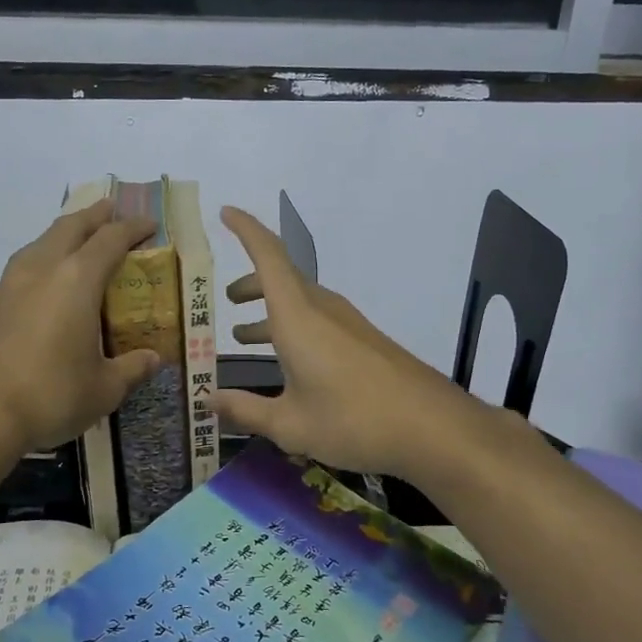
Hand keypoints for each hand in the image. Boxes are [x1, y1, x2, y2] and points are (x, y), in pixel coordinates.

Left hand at [0, 201, 162, 453]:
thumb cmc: (51, 396)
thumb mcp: (104, 389)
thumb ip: (132, 369)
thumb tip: (153, 358)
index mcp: (76, 281)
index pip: (110, 239)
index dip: (132, 228)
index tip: (149, 224)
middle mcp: (40, 272)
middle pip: (68, 228)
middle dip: (93, 216)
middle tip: (110, 211)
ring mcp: (5, 289)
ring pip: (36, 247)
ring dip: (58, 238)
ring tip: (72, 244)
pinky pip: (15, 279)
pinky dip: (35, 274)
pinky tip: (37, 297)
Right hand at [210, 207, 486, 479]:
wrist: (433, 428)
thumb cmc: (353, 420)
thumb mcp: (290, 425)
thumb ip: (245, 410)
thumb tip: (208, 401)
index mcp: (297, 317)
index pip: (268, 256)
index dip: (246, 230)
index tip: (226, 213)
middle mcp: (322, 309)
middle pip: (281, 279)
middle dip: (251, 284)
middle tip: (228, 300)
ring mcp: (348, 324)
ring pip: (300, 302)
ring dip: (271, 310)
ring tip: (246, 335)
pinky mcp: (364, 341)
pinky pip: (318, 320)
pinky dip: (293, 328)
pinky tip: (291, 365)